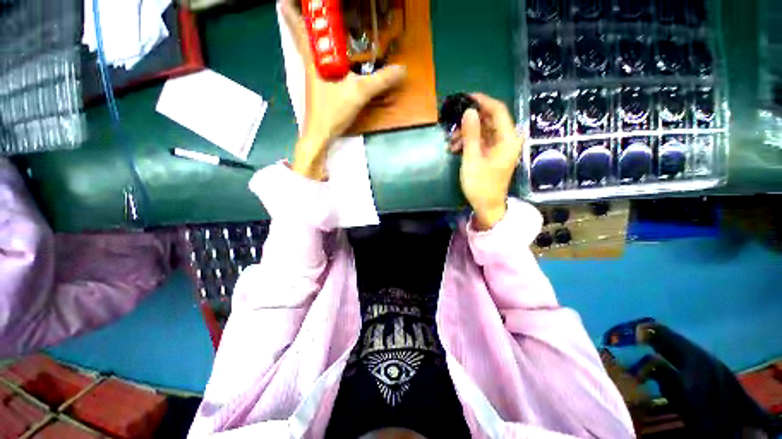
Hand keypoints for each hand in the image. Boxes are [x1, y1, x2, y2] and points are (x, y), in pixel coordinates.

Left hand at [281, 0, 406, 179]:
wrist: (320, 136)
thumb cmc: (332, 112)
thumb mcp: (358, 93)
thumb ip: (380, 81)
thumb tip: (402, 69)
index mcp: (313, 60)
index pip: (299, 28)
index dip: (292, 10)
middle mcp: (310, 66)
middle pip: (304, 37)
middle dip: (307, 20)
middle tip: (316, 9)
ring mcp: (314, 79)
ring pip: (313, 52)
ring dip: (316, 38)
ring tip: (327, 27)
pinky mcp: (320, 91)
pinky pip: (322, 66)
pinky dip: (327, 57)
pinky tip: (336, 60)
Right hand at [451, 93, 522, 230]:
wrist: (487, 206)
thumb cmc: (480, 184)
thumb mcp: (472, 159)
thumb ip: (471, 134)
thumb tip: (469, 111)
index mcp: (508, 138)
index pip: (498, 110)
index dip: (482, 101)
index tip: (465, 97)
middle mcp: (508, 139)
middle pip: (490, 120)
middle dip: (470, 121)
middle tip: (452, 125)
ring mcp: (501, 147)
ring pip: (484, 131)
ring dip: (467, 134)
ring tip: (451, 143)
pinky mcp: (494, 154)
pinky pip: (482, 141)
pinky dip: (469, 142)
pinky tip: (456, 149)